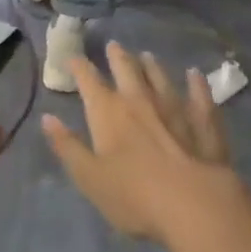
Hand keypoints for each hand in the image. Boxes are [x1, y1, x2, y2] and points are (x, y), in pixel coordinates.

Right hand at [43, 42, 243, 242]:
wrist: (195, 205)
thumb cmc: (134, 195)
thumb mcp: (89, 177)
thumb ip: (67, 146)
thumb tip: (47, 118)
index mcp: (107, 111)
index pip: (88, 79)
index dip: (78, 66)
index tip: (73, 58)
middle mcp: (139, 99)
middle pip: (125, 69)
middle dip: (117, 56)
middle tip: (113, 45)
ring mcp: (174, 107)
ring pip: (160, 77)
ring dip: (152, 65)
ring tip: (147, 56)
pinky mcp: (203, 122)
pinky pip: (199, 96)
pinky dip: (196, 84)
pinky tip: (195, 75)